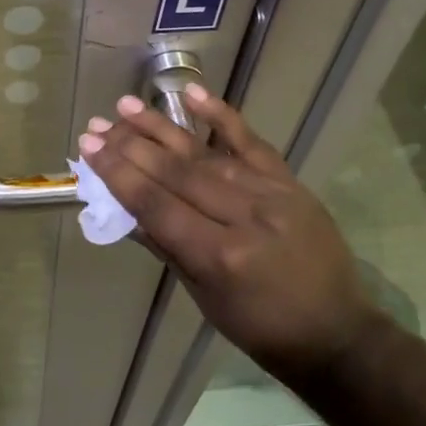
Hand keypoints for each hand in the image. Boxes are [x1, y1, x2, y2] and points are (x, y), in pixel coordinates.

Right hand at [78, 88, 380, 371]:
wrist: (337, 332)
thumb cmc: (261, 329)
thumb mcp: (204, 297)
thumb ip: (166, 247)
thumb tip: (125, 207)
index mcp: (220, 256)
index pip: (157, 205)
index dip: (119, 175)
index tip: (89, 149)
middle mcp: (245, 218)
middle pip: (177, 173)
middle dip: (131, 147)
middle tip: (97, 127)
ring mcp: (271, 194)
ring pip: (205, 153)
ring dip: (161, 127)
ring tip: (125, 106)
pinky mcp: (290, 182)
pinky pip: (252, 142)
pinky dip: (221, 115)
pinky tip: (192, 94)